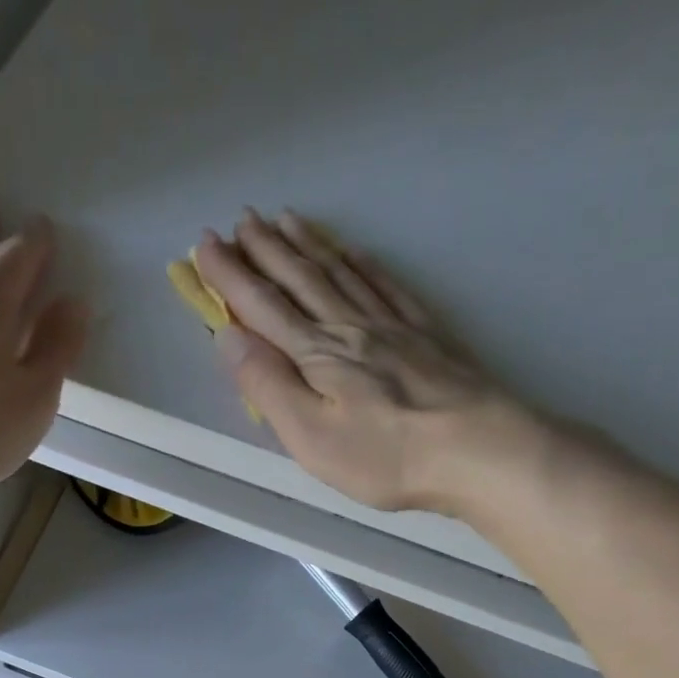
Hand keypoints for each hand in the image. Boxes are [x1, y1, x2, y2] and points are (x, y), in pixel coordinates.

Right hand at [194, 210, 547, 515]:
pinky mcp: (424, 335)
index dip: (230, 276)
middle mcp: (349, 328)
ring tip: (284, 220)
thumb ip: (268, 385)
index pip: (262, 308)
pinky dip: (362, 264)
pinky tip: (354, 251)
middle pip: (299, 281)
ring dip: (307, 247)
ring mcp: (390, 327)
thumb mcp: (310, 435)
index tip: (204, 245)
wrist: (475, 448)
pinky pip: (385, 286)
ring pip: (339, 274)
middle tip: (239, 221)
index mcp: (315, 355)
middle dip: (264, 251)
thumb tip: (228, 336)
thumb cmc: (384, 456)